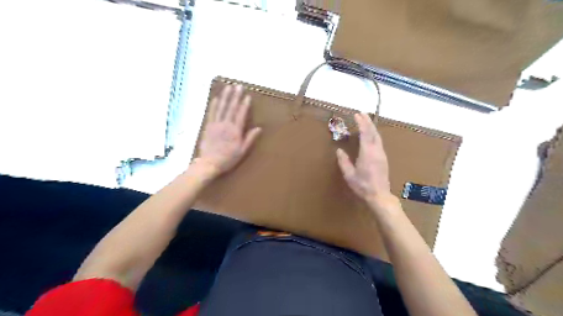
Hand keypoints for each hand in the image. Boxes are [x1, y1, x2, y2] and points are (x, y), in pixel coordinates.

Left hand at [195, 85, 262, 178]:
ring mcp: (216, 125)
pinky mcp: (208, 127)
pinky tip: (215, 98)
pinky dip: (213, 105)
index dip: (244, 105)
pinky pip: (211, 113)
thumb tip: (259, 128)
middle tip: (238, 86)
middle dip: (235, 96)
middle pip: (231, 108)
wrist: (210, 163)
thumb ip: (250, 138)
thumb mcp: (242, 151)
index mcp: (235, 131)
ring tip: (228, 87)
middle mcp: (226, 125)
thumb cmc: (228, 159)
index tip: (247, 96)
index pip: (241, 115)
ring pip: (221, 108)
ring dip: (225, 97)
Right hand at [335, 112, 391, 206]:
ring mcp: (381, 154)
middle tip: (362, 114)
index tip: (357, 115)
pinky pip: (379, 142)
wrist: (379, 195)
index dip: (361, 123)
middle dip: (368, 122)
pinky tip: (370, 135)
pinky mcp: (383, 159)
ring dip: (372, 127)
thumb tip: (339, 150)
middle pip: (373, 132)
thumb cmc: (362, 186)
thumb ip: (344, 161)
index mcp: (367, 153)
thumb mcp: (349, 175)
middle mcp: (376, 151)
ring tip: (366, 121)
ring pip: (378, 137)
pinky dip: (374, 135)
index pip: (365, 133)